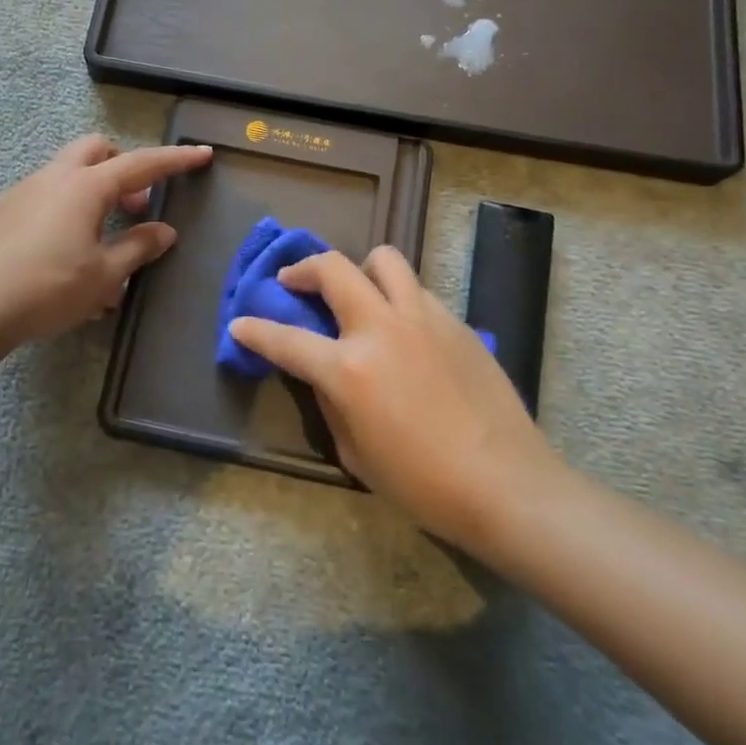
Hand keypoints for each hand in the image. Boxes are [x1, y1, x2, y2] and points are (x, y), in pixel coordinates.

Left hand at [0, 134, 211, 345]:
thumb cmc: (49, 289)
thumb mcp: (104, 275)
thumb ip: (138, 248)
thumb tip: (165, 231)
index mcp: (85, 186)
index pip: (141, 164)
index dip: (175, 159)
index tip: (202, 154)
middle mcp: (54, 177)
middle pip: (97, 150)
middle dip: (124, 167)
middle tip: (137, 205)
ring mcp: (25, 190)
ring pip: (70, 170)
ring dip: (96, 190)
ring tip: (105, 238)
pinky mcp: (5, 210)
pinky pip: (48, 194)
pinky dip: (70, 207)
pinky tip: (69, 251)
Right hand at [229, 247, 561, 557]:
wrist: (506, 485)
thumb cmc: (423, 485)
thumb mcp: (356, 454)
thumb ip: (332, 404)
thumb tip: (325, 376)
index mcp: (349, 369)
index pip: (287, 339)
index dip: (255, 331)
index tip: (239, 323)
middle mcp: (382, 328)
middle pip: (333, 269)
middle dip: (303, 269)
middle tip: (294, 283)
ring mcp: (423, 318)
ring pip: (384, 260)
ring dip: (359, 269)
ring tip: (357, 292)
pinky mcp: (456, 322)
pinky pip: (417, 291)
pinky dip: (398, 299)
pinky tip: (403, 330)